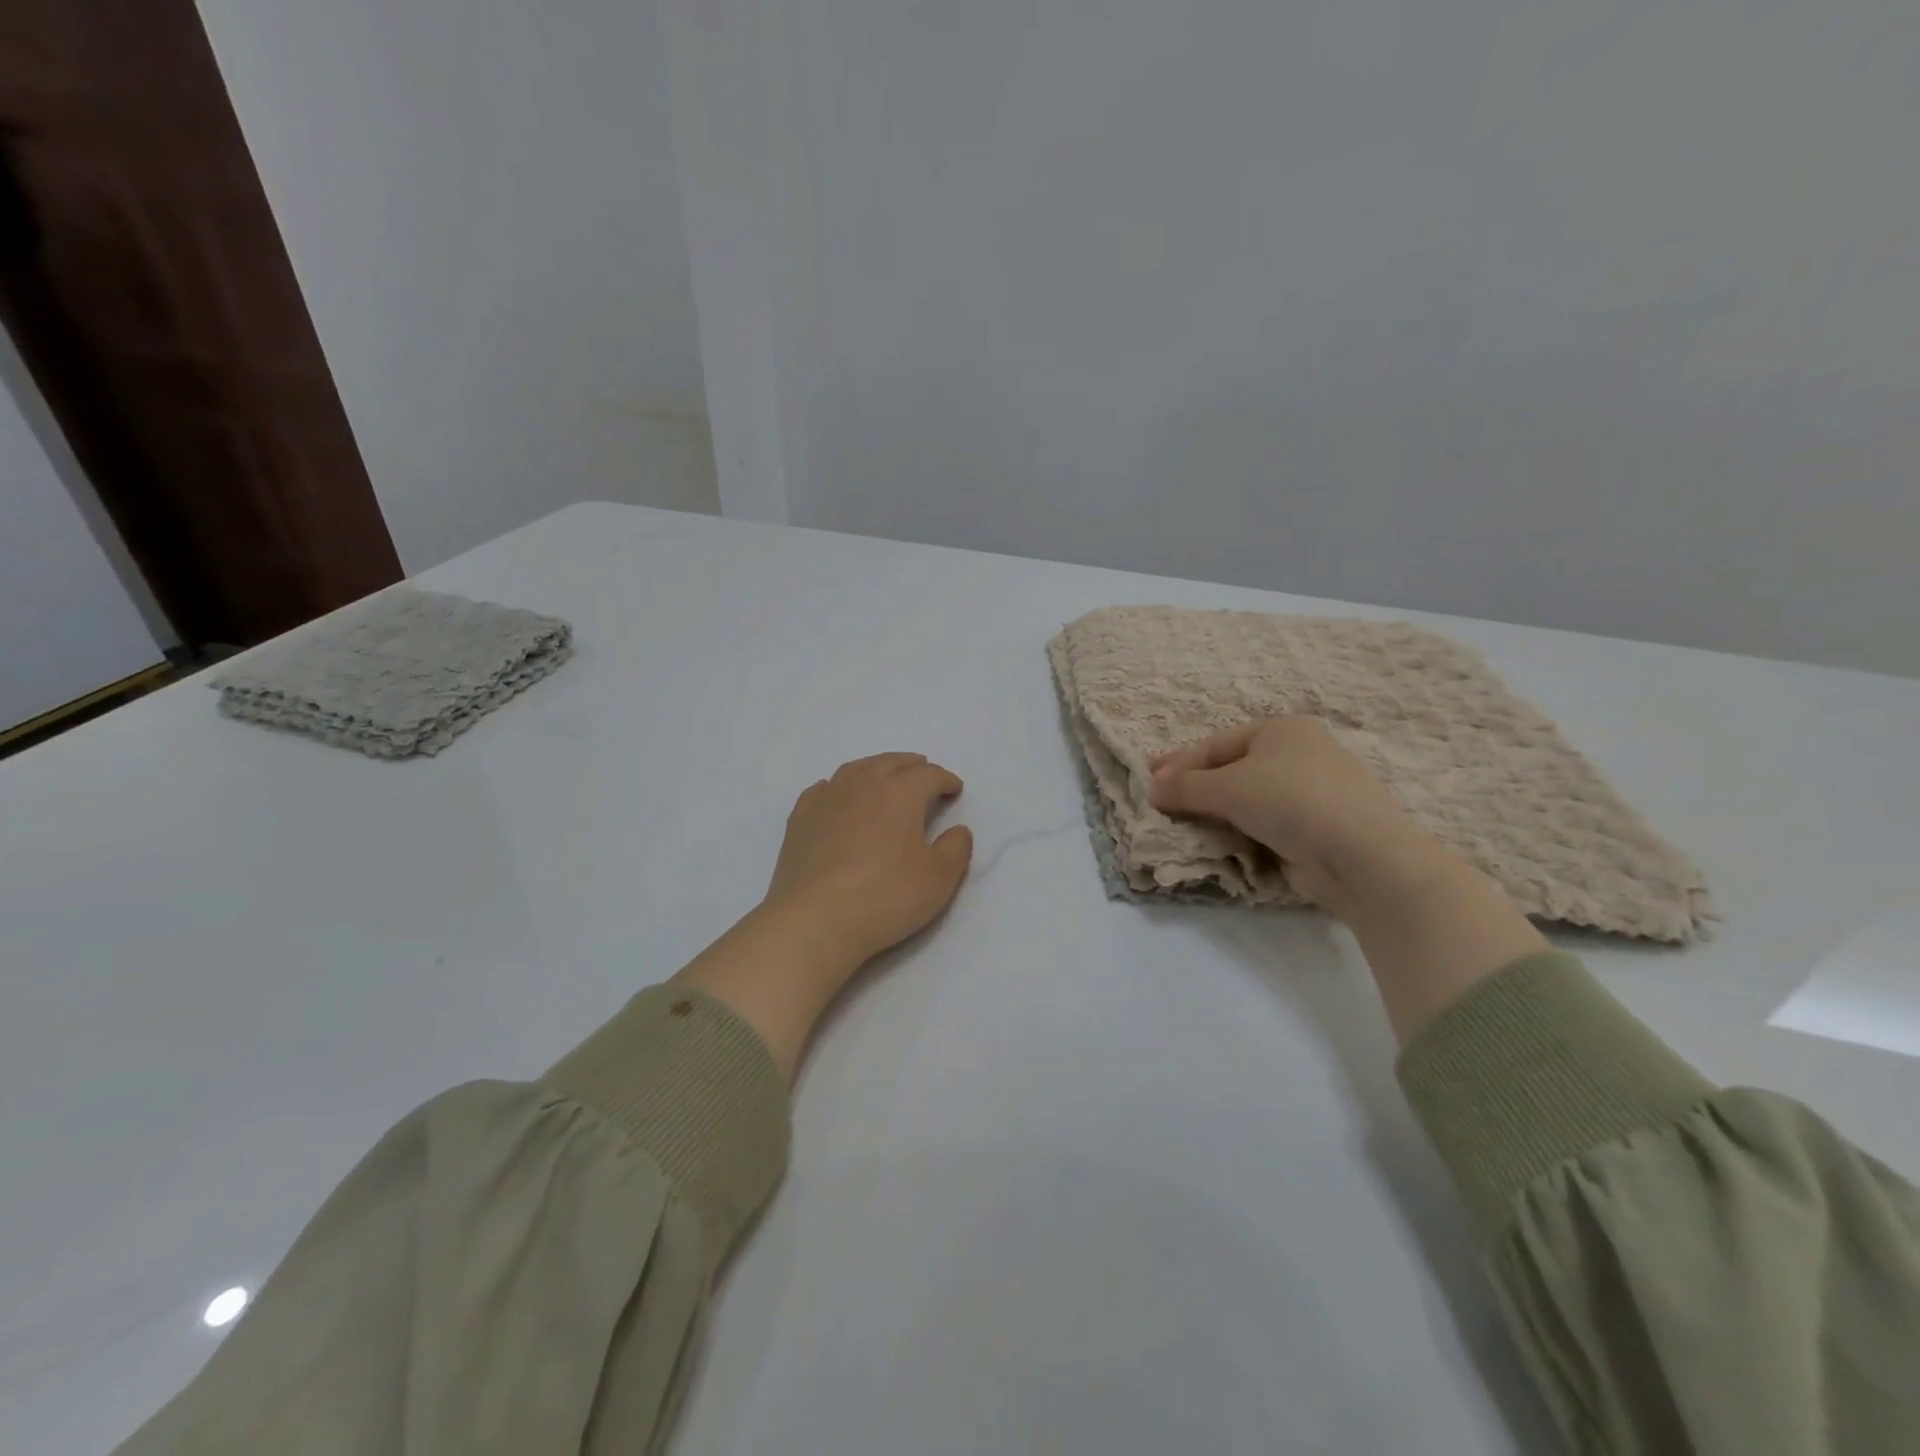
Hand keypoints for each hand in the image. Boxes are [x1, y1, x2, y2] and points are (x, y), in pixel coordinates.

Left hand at [763, 752, 973, 975]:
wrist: (815, 920)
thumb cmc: (884, 896)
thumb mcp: (939, 879)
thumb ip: (956, 849)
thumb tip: (958, 830)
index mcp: (899, 794)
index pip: (928, 775)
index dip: (945, 779)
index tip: (954, 789)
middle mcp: (862, 785)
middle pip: (890, 763)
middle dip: (911, 766)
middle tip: (923, 772)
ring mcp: (826, 800)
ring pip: (855, 769)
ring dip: (876, 768)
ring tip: (884, 776)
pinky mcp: (800, 820)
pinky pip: (822, 790)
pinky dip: (836, 787)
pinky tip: (837, 796)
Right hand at [1147, 716, 1434, 912]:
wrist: (1361, 856)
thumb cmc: (1291, 801)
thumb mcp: (1228, 788)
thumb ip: (1185, 787)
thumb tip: (1152, 790)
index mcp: (1281, 730)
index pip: (1215, 744)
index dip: (1179, 763)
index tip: (1147, 781)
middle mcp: (1297, 755)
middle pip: (1230, 769)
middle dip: (1194, 787)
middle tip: (1160, 802)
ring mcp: (1309, 792)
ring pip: (1246, 799)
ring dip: (1214, 812)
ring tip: (1182, 824)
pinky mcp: (1313, 828)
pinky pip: (1262, 824)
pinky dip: (1238, 831)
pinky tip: (1218, 842)